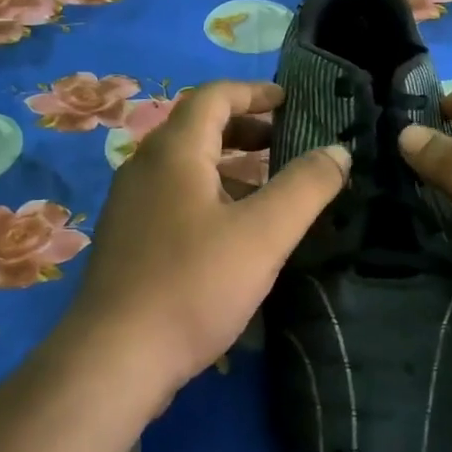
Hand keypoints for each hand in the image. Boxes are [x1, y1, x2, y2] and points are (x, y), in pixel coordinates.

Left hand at [68, 81, 349, 396]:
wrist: (113, 359)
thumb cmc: (193, 284)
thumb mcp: (263, 234)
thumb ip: (306, 187)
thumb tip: (338, 151)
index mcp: (175, 151)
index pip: (215, 96)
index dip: (255, 92)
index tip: (291, 103)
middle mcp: (146, 166)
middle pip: (199, 127)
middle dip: (246, 129)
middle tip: (287, 144)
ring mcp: (131, 203)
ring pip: (187, 165)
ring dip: (230, 165)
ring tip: (270, 188)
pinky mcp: (128, 238)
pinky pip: (175, 196)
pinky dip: (210, 194)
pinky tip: (233, 231)